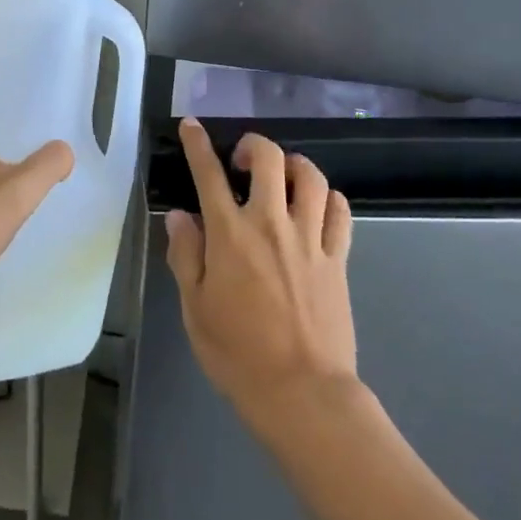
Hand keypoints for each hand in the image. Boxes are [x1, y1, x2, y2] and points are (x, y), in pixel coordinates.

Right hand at [165, 120, 357, 433]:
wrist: (303, 393)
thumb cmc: (238, 355)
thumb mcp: (194, 308)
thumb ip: (186, 255)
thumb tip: (181, 216)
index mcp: (231, 234)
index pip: (209, 174)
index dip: (197, 144)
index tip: (191, 126)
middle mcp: (272, 223)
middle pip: (270, 158)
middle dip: (253, 145)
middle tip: (242, 161)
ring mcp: (310, 238)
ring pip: (311, 176)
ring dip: (294, 165)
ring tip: (282, 177)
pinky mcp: (337, 258)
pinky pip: (340, 211)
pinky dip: (328, 197)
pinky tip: (317, 204)